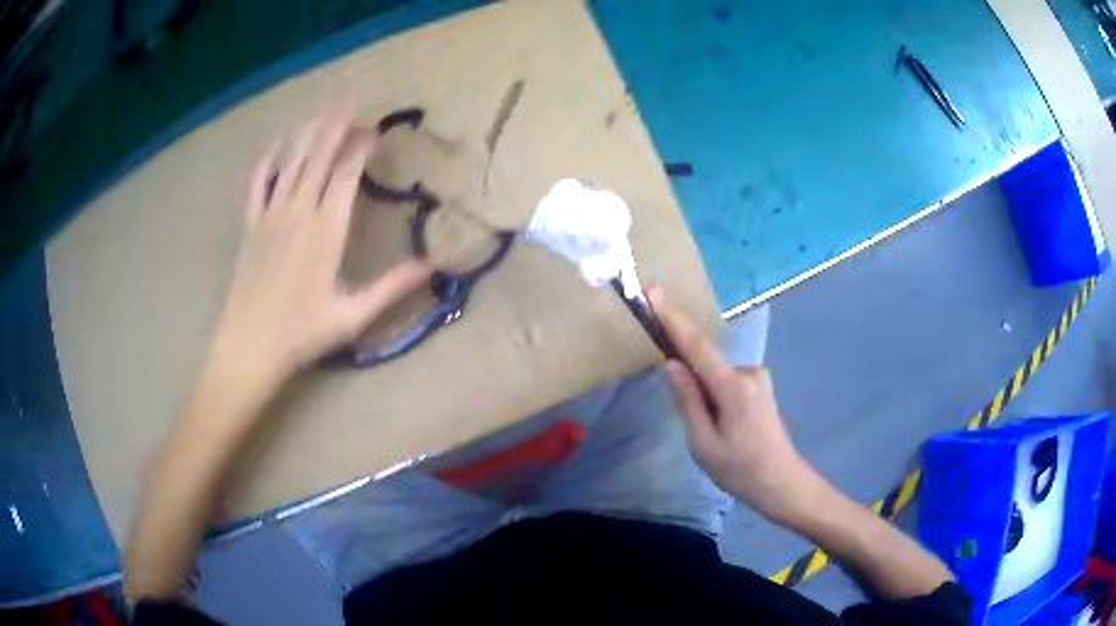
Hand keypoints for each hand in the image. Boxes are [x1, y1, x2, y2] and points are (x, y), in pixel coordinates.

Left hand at [205, 107, 431, 398]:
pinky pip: (257, 180)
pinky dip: (269, 157)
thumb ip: (393, 286)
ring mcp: (270, 214)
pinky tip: (279, 143)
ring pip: (290, 160)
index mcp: (326, 230)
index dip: (363, 146)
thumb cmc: (301, 334)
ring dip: (308, 131)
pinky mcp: (250, 224)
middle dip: (336, 125)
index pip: (347, 173)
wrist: (248, 347)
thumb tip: (434, 265)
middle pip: (319, 155)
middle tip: (350, 100)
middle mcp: (298, 211)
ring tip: (322, 109)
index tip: (377, 131)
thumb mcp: (352, 315)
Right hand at [648, 287, 818, 525]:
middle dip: (690, 384)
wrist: (782, 483)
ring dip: (705, 398)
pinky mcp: (760, 388)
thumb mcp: (703, 443)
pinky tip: (725, 429)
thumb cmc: (740, 469)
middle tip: (697, 427)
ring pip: (715, 377)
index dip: (672, 318)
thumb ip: (687, 400)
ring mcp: (758, 379)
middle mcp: (748, 373)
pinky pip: (726, 383)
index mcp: (733, 387)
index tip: (653, 290)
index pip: (696, 345)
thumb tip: (671, 364)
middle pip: (705, 363)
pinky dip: (716, 398)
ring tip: (716, 438)